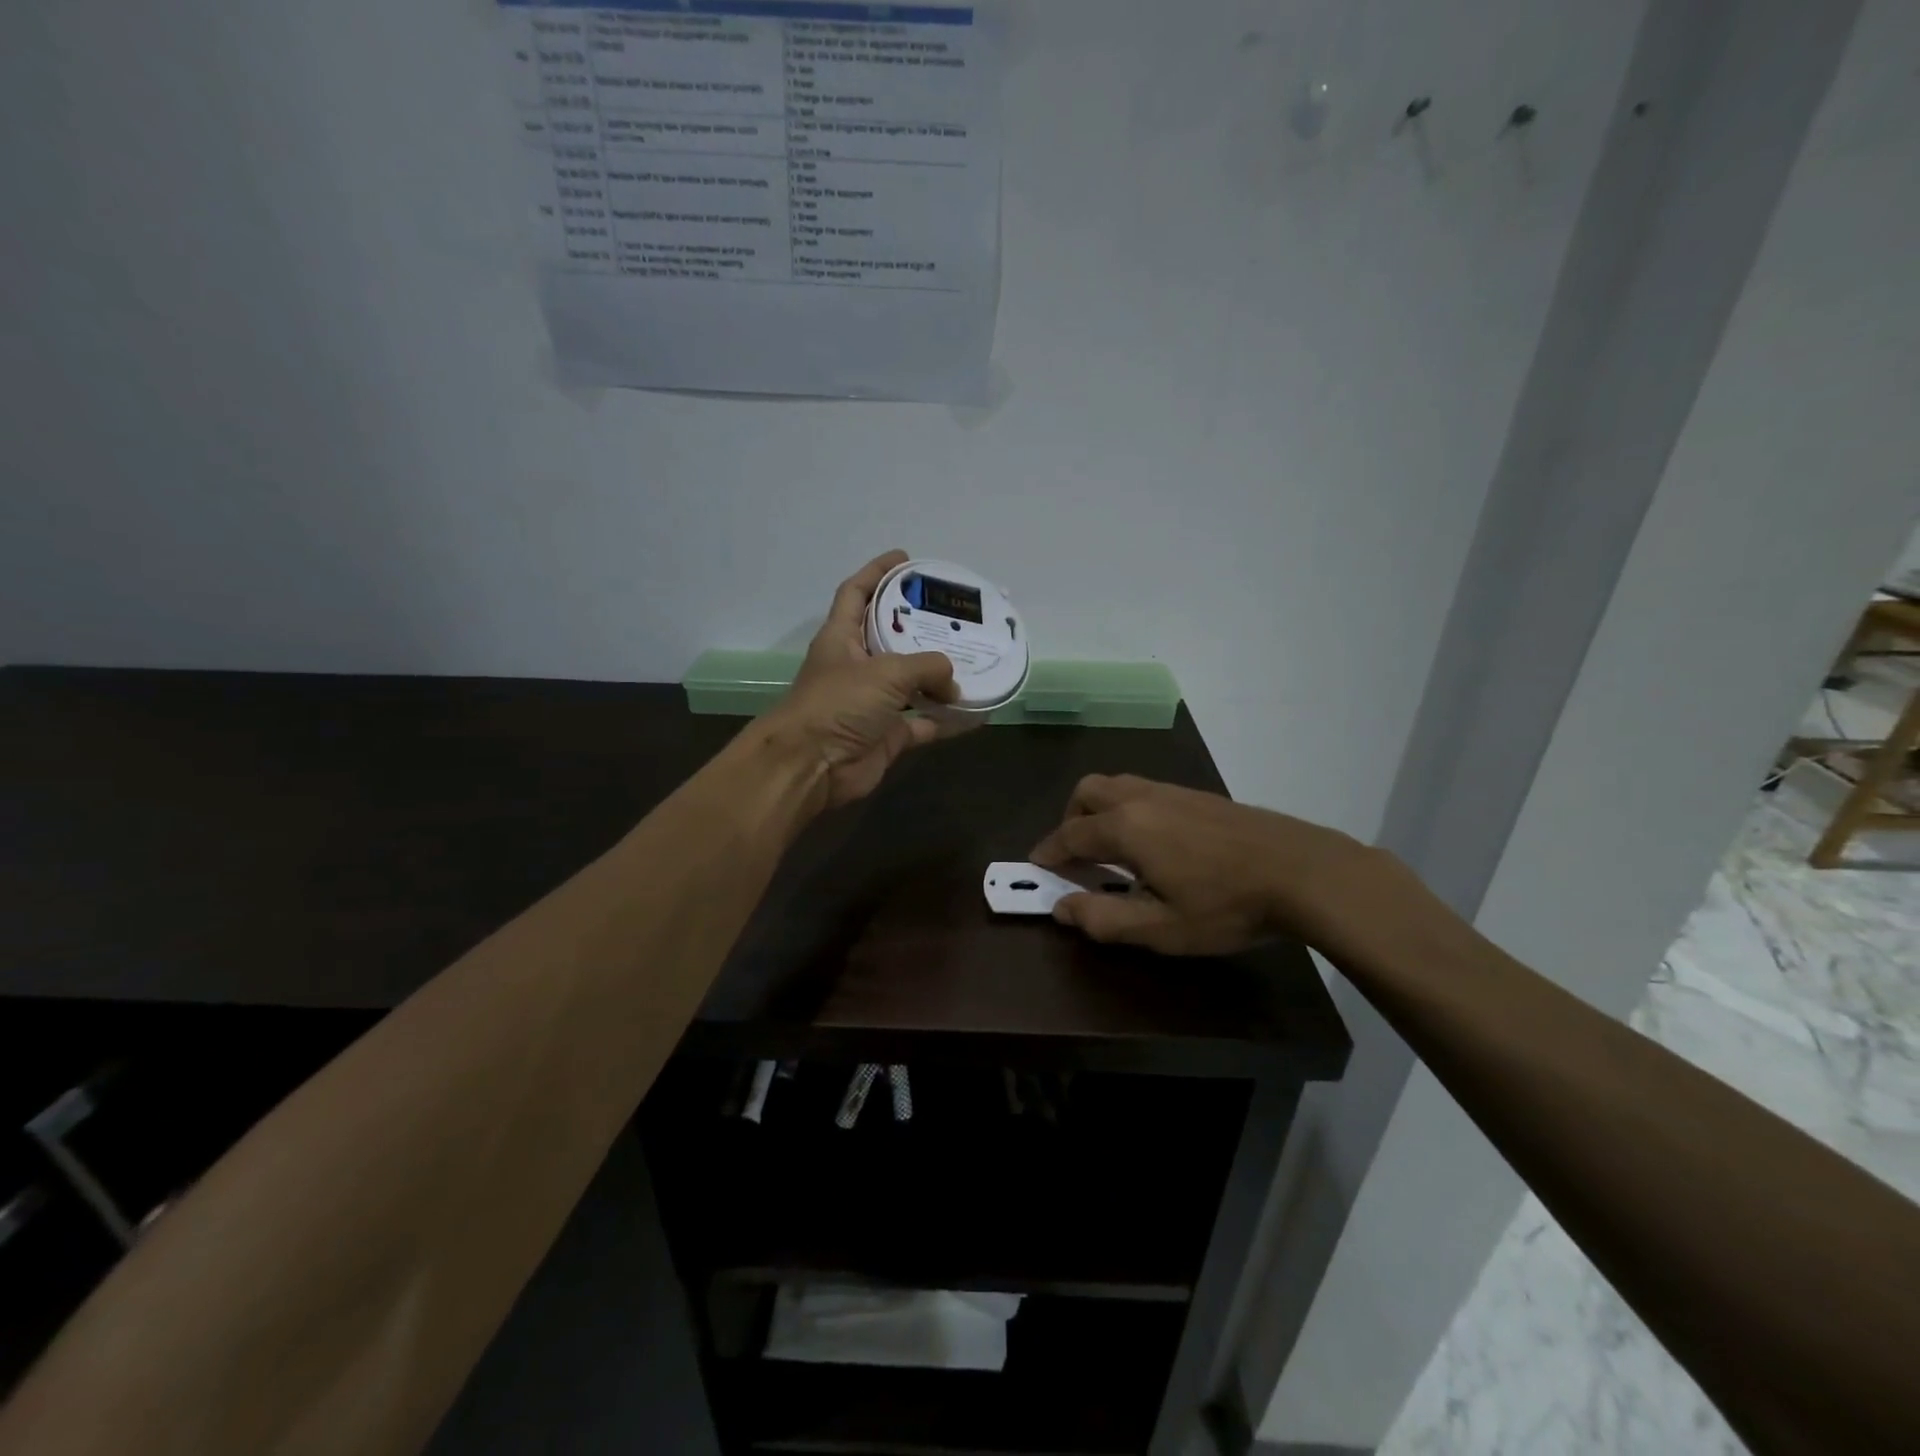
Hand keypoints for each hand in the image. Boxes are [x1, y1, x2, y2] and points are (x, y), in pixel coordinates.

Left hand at [762, 550, 958, 807]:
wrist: (812, 766)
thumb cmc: (839, 704)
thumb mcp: (885, 672)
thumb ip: (926, 667)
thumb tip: (954, 682)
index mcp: (841, 638)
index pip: (856, 593)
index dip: (877, 572)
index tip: (906, 559)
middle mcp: (856, 666)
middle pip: (889, 636)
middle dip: (918, 625)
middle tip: (953, 614)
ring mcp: (872, 703)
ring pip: (911, 683)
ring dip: (939, 676)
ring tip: (973, 658)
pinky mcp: (887, 735)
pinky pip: (924, 723)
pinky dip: (947, 720)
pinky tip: (976, 712)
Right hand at [1029, 774, 1398, 959]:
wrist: (1302, 871)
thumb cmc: (1226, 905)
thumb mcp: (1161, 928)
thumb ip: (1104, 919)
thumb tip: (1061, 908)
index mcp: (1126, 827)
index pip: (1070, 834)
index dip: (1049, 852)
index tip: (1037, 866)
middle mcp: (1142, 799)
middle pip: (1088, 792)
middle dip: (1071, 820)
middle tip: (1076, 855)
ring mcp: (1174, 791)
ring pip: (1118, 785)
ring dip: (1100, 811)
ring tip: (1113, 849)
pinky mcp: (1200, 795)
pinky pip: (1146, 790)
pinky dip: (1129, 809)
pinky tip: (1155, 843)